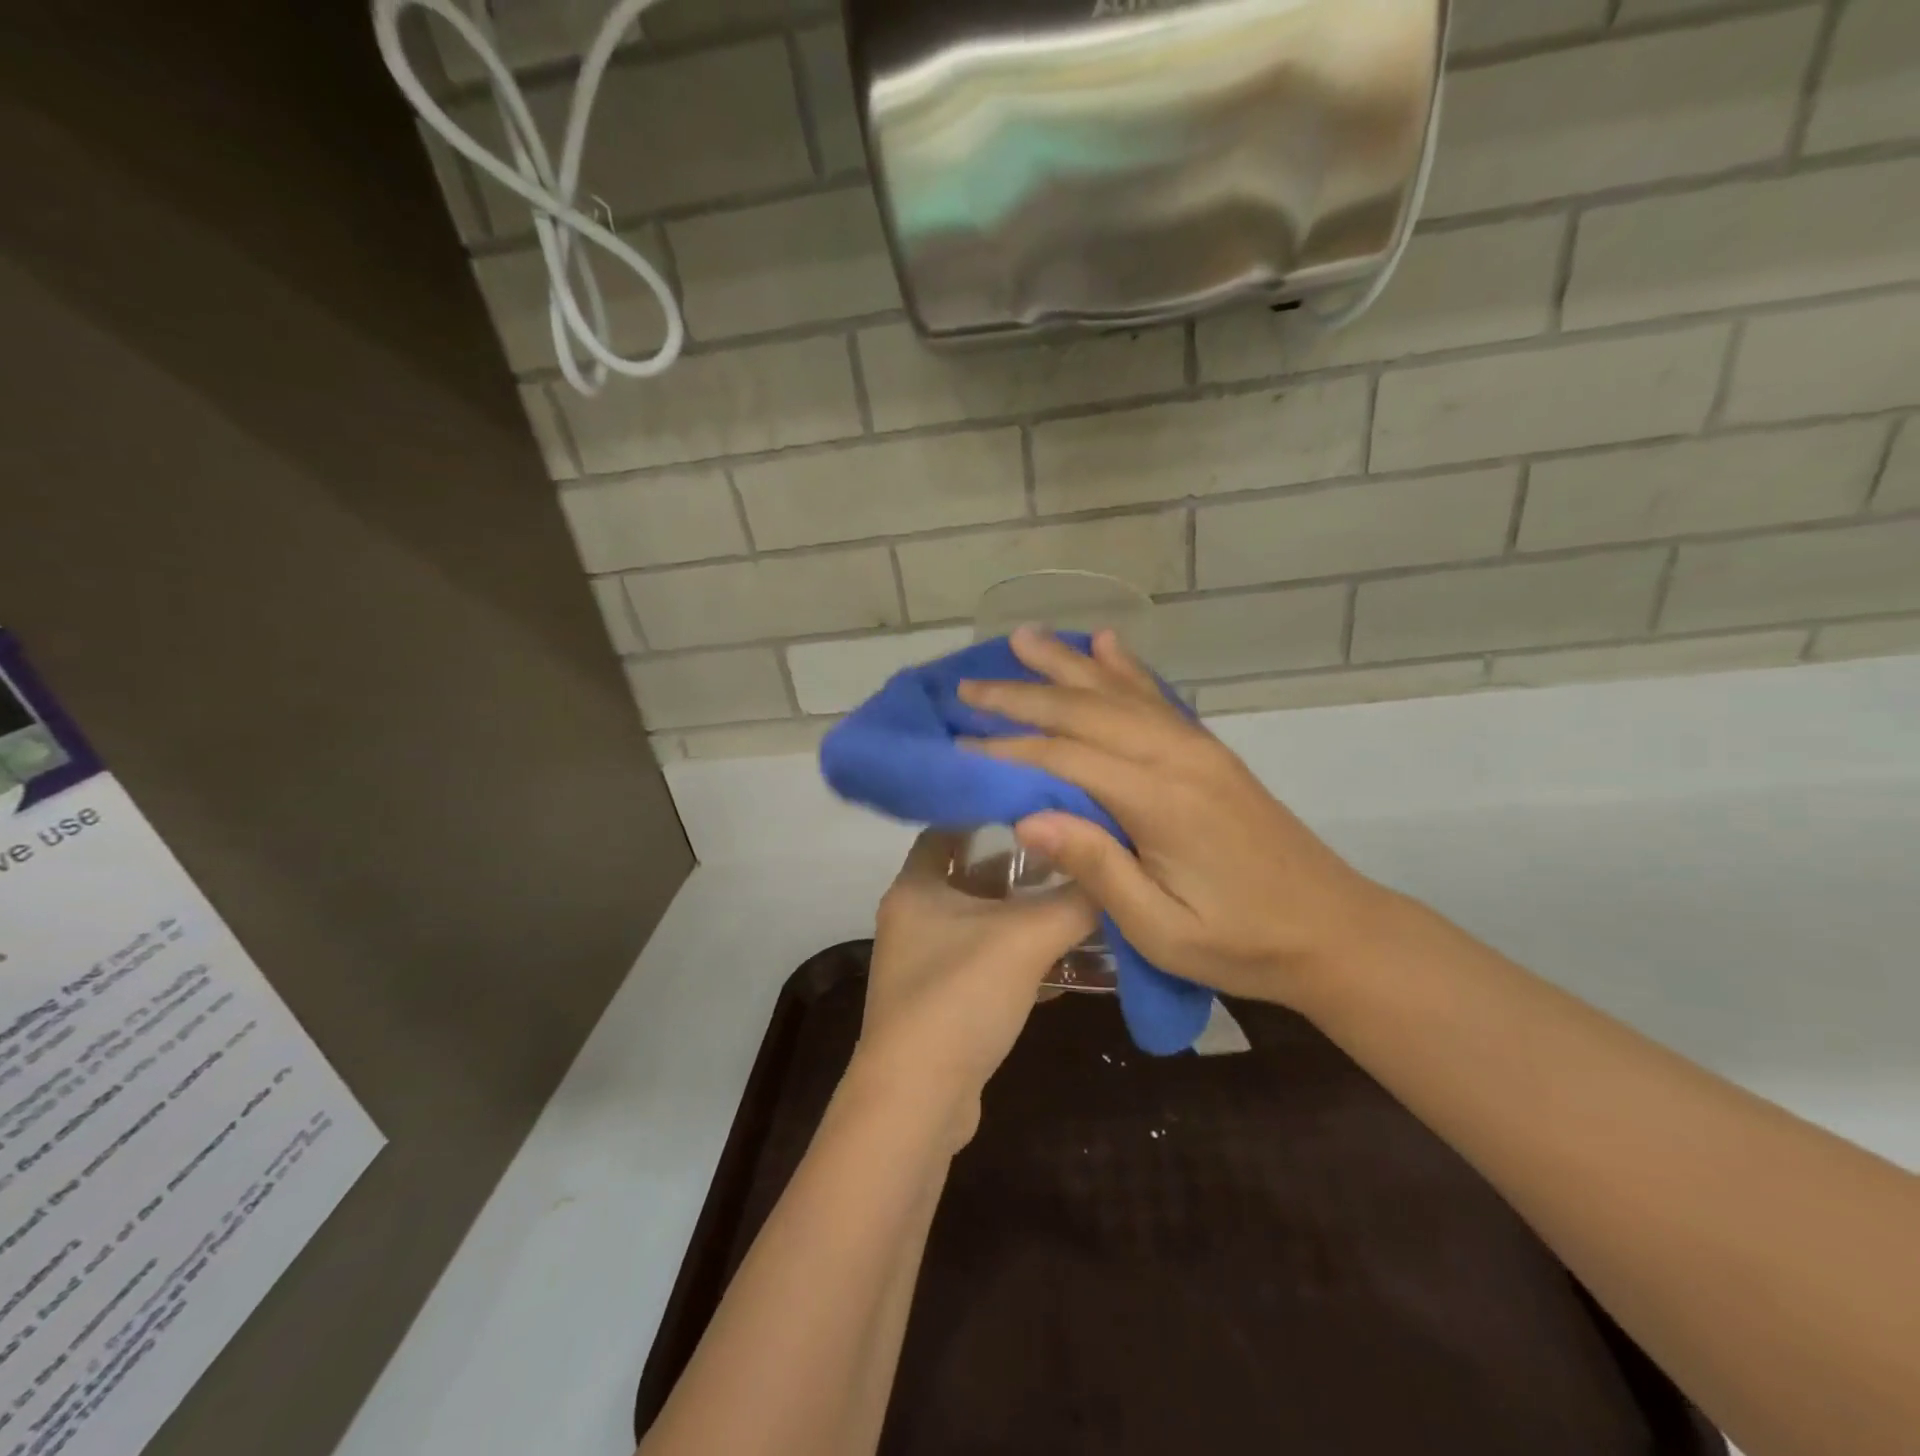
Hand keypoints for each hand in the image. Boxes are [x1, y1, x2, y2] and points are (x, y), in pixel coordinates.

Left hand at [855, 830, 1096, 1143]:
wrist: (918, 1102)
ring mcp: (925, 964)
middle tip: (1070, 855)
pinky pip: (987, 966)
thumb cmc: (960, 997)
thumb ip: (1074, 901)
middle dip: (1020, 869)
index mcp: (916, 887)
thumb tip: (1113, 871)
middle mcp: (913, 919)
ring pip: (983, 925)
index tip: (1037, 806)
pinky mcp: (942, 1004)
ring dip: (1025, 918)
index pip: (949, 828)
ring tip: (1078, 904)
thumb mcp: (1025, 938)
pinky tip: (1066, 967)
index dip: (991, 814)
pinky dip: (1021, 960)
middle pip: (971, 876)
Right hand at [956, 627, 1387, 1010]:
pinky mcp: (1209, 752)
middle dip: (1023, 695)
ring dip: (1067, 664)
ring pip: (1119, 692)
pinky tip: (1106, 644)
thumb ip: (1095, 867)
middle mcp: (1176, 757)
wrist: (1335, 931)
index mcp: (1160, 800)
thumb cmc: (1240, 942)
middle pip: (1086, 711)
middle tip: (968, 685)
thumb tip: (1024, 818)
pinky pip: (1156, 697)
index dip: (1008, 749)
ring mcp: (1197, 748)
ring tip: (1023, 638)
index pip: (1065, 759)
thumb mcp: (1160, 929)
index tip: (958, 741)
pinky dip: (1125, 667)